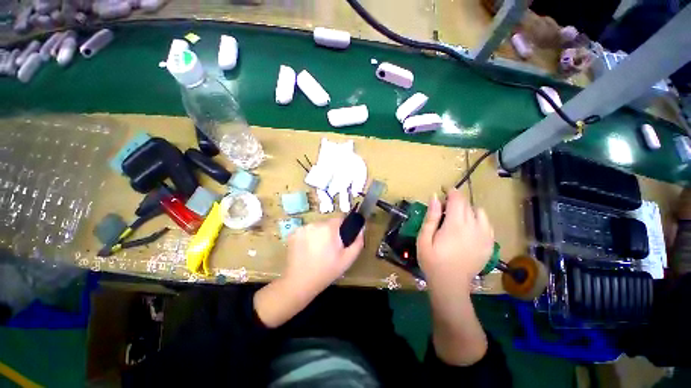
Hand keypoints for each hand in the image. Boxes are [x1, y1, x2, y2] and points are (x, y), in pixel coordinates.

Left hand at [284, 217, 363, 294]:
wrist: (299, 283)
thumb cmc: (326, 271)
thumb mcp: (348, 259)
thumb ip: (357, 242)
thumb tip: (361, 229)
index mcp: (329, 228)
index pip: (340, 218)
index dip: (343, 227)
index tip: (342, 238)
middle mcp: (314, 224)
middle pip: (327, 223)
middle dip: (331, 232)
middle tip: (330, 248)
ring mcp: (302, 228)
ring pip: (316, 227)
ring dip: (319, 234)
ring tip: (318, 250)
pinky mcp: (292, 234)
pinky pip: (306, 231)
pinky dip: (308, 237)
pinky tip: (307, 250)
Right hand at [417, 189, 493, 292]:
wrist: (450, 285)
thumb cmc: (432, 261)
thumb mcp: (424, 238)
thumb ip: (430, 217)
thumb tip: (434, 197)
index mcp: (455, 225)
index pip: (457, 199)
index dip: (451, 191)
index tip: (443, 190)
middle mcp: (473, 227)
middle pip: (468, 204)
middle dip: (456, 200)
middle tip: (443, 207)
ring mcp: (484, 236)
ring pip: (479, 212)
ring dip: (467, 210)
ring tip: (457, 218)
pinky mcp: (489, 244)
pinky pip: (487, 224)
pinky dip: (478, 220)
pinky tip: (469, 228)